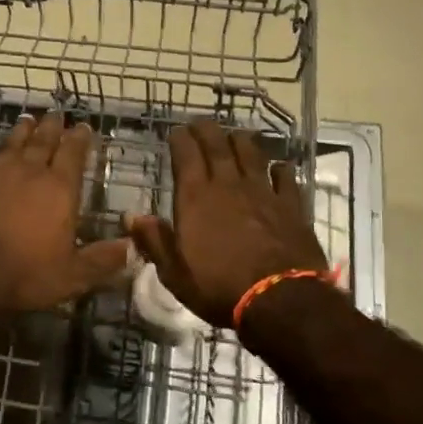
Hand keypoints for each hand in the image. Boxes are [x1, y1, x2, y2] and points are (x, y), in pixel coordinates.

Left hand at [0, 112, 131, 316]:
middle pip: (43, 140)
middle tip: (57, 114)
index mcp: (59, 189)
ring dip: (24, 130)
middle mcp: (30, 172)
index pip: (73, 153)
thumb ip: (103, 259)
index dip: (80, 138)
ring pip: (14, 143)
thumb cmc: (25, 274)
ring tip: (29, 120)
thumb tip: (134, 247)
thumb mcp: (73, 276)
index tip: (84, 127)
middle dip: (53, 126)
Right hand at [128, 118, 325, 326]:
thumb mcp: (175, 272)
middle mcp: (228, 185)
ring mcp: (263, 192)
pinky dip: (280, 169)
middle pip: (218, 145)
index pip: (186, 155)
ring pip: (251, 154)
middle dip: (207, 130)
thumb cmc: (219, 287)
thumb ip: (154, 241)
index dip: (180, 139)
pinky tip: (279, 167)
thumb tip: (131, 217)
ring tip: (235, 135)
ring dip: (241, 141)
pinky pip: (285, 178)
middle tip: (201, 123)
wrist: (280, 300)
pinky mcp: (291, 205)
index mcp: (196, 197)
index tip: (176, 132)